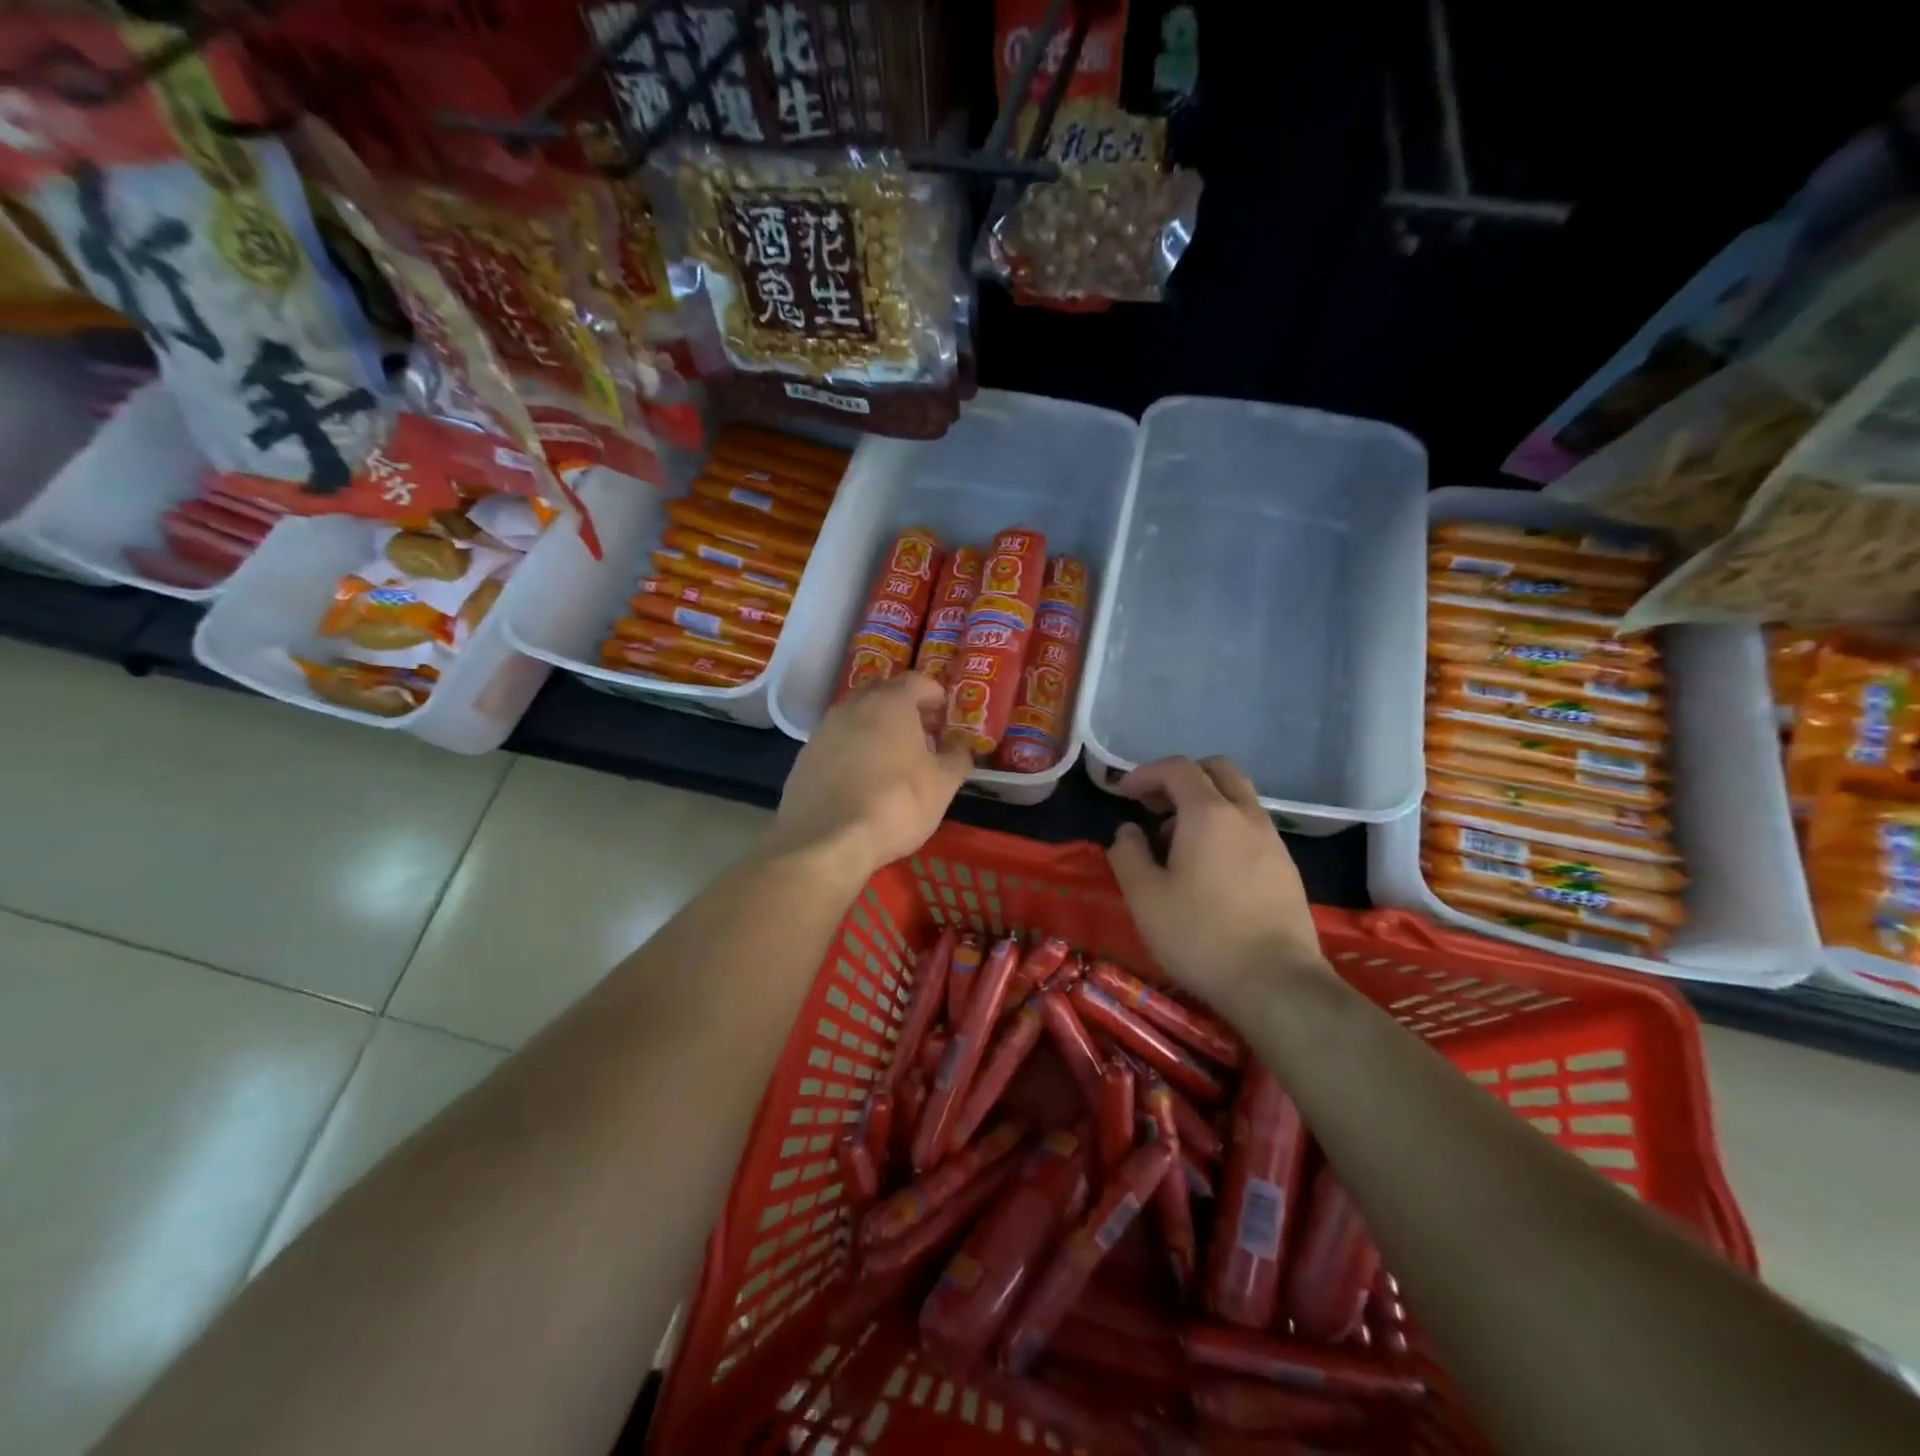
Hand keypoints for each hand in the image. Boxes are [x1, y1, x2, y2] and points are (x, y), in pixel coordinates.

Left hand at [767, 673, 973, 873]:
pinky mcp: (805, 758)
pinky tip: (862, 774)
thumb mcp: (942, 785)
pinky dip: (852, 749)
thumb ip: (956, 758)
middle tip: (919, 725)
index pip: (915, 680)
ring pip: (855, 716)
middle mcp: (853, 707)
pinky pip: (836, 742)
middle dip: (901, 703)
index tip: (943, 706)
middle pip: (881, 692)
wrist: (827, 840)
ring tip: (891, 751)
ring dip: (874, 726)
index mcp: (890, 703)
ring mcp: (824, 731)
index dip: (932, 691)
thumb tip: (960, 747)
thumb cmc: (896, 804)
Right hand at [1106, 756, 1329, 1009]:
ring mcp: (1272, 840)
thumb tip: (1128, 831)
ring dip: (1204, 804)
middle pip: (1217, 770)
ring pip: (1237, 798)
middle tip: (1155, 806)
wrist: (1276, 984)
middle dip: (1182, 778)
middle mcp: (1246, 815)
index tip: (1124, 794)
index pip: (1177, 768)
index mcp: (1209, 813)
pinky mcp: (1286, 868)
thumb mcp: (1144, 896)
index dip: (1146, 773)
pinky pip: (1251, 827)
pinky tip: (1208, 869)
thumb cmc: (1200, 934)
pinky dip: (1225, 827)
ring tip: (1176, 844)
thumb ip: (1128, 854)